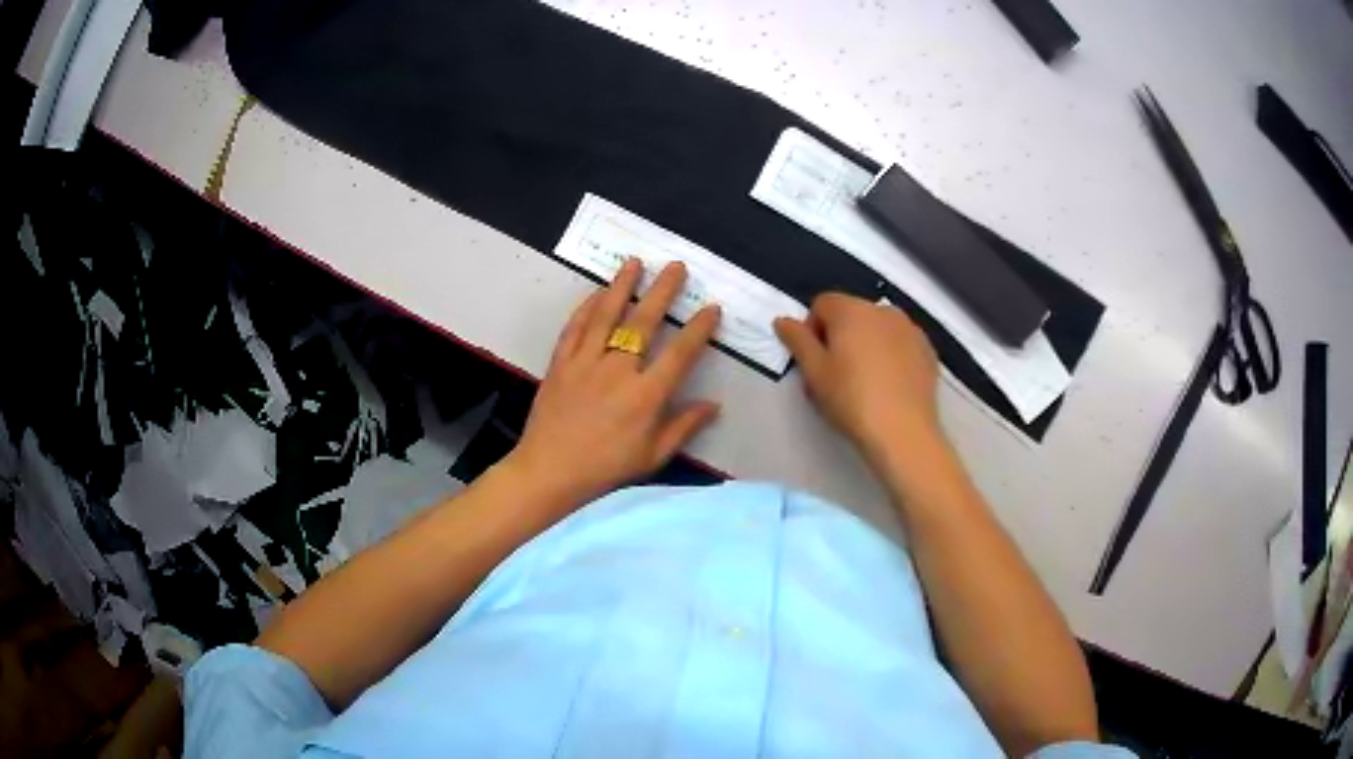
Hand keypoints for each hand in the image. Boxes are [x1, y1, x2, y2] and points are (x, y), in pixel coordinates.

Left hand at [503, 259, 721, 509]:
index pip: (680, 353)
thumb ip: (684, 427)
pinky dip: (587, 307)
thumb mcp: (653, 455)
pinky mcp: (561, 363)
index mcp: (645, 396)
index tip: (711, 308)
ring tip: (635, 263)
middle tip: (676, 267)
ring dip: (622, 286)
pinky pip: (575, 328)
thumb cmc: (606, 468)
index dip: (699, 329)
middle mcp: (617, 370)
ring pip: (606, 316)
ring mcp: (585, 362)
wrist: (550, 470)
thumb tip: (713, 404)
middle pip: (643, 323)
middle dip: (663, 291)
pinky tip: (597, 292)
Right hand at [775, 293, 939, 454]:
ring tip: (864, 381)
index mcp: (851, 310)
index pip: (821, 304)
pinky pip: (900, 343)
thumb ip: (797, 341)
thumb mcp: (814, 373)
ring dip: (866, 344)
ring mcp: (910, 328)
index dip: (812, 330)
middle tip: (835, 374)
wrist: (903, 431)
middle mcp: (882, 310)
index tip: (814, 361)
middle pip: (851, 313)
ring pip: (878, 328)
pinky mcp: (927, 349)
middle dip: (840, 336)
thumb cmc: (851, 399)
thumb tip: (783, 320)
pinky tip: (888, 385)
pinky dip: (891, 355)